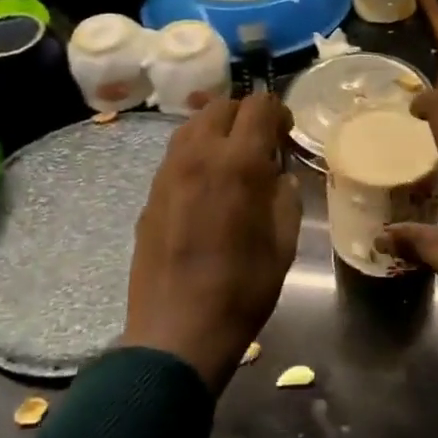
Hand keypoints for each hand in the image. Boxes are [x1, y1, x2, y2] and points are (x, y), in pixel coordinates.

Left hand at [122, 91, 301, 391]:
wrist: (177, 332)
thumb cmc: (242, 289)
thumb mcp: (284, 243)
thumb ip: (285, 197)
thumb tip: (278, 178)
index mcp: (238, 163)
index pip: (259, 106)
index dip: (279, 112)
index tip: (286, 134)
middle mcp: (198, 156)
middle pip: (221, 105)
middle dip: (246, 115)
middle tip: (261, 144)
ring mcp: (168, 173)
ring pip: (192, 125)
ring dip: (217, 129)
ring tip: (232, 159)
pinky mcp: (151, 194)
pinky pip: (176, 154)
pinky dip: (196, 152)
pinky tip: (207, 185)